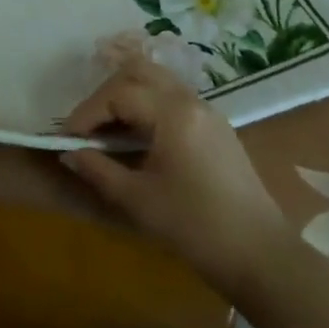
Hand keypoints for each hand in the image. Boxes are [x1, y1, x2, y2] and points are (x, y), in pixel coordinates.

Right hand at [60, 49, 285, 297]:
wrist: (260, 255)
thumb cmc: (195, 227)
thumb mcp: (138, 200)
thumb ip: (98, 170)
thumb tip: (69, 153)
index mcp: (172, 113)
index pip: (118, 94)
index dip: (87, 113)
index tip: (68, 139)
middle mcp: (190, 100)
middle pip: (138, 72)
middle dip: (106, 94)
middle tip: (88, 127)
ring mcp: (207, 110)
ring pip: (157, 80)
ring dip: (127, 95)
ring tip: (108, 130)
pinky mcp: (215, 126)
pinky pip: (173, 97)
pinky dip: (147, 105)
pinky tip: (137, 137)